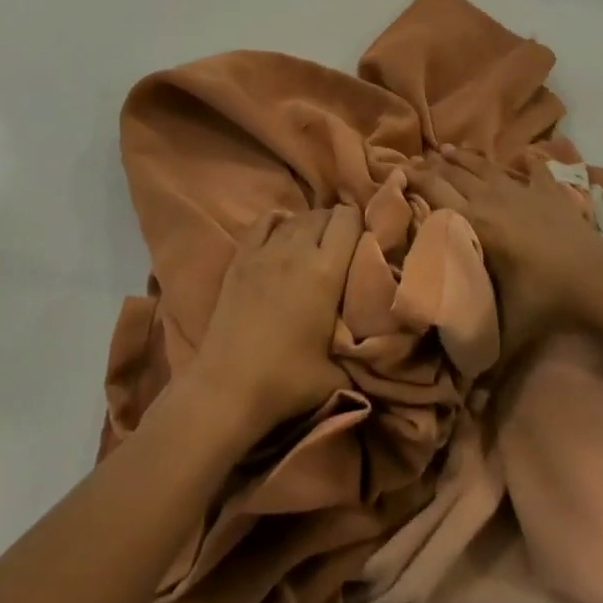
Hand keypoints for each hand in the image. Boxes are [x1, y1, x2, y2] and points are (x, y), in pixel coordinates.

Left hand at [190, 206, 361, 439]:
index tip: (365, 242)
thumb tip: (374, 341)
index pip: (348, 220)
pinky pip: (264, 222)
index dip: (360, 224)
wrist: (228, 388)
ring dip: (310, 225)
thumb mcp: (339, 371)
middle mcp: (296, 251)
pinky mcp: (240, 259)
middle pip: (323, 215)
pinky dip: (279, 221)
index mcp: (325, 272)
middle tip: (344, 246)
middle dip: (337, 224)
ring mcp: (264, 252)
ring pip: (296, 217)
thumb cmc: (287, 381)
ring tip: (316, 244)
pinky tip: (284, 232)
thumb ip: (358, 347)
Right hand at [411, 148, 602, 360]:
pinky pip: (531, 172)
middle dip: (433, 165)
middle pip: (455, 174)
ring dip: (464, 159)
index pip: (436, 192)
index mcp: (475, 223)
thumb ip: (480, 358)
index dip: (414, 180)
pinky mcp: (549, 194)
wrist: (600, 281)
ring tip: (448, 149)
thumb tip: (462, 399)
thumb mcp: (506, 331)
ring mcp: (522, 192)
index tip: (396, 171)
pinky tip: (522, 158)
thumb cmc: (546, 302)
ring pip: (485, 167)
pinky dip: (522, 165)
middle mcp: (492, 199)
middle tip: (415, 159)